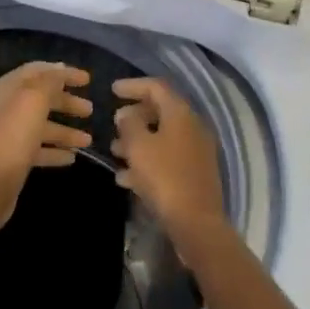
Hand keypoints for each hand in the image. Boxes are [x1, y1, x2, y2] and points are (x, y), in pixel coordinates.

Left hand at [0, 62, 93, 231]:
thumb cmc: (13, 136)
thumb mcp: (34, 100)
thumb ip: (50, 81)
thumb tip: (60, 70)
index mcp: (7, 89)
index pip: (38, 71)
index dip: (63, 72)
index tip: (87, 79)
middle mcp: (6, 108)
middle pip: (42, 99)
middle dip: (67, 103)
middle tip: (90, 110)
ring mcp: (8, 134)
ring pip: (42, 126)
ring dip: (66, 131)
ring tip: (88, 140)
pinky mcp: (13, 158)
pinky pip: (39, 149)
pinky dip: (55, 151)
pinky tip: (72, 157)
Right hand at [112, 77, 225, 252]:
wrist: (197, 223)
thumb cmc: (164, 178)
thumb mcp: (139, 147)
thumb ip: (129, 125)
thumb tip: (125, 114)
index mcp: (181, 113)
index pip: (156, 87)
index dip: (133, 85)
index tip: (113, 90)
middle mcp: (192, 126)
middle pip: (161, 111)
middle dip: (135, 116)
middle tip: (114, 124)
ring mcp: (196, 151)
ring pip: (163, 137)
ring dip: (138, 141)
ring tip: (115, 152)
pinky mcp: (195, 174)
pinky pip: (167, 158)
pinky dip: (148, 161)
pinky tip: (126, 178)